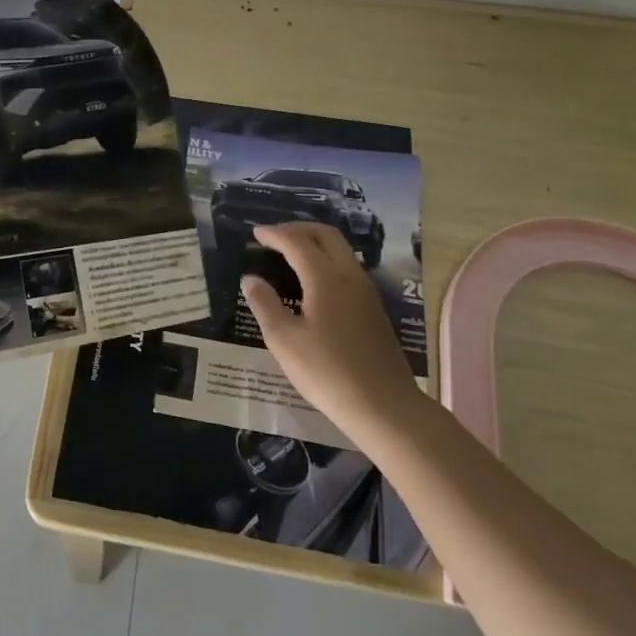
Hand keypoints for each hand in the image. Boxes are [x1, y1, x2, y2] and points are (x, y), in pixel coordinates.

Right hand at [242, 222, 419, 435]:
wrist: (384, 406)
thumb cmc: (327, 372)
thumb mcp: (284, 341)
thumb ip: (264, 305)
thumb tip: (251, 279)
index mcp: (325, 279)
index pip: (297, 243)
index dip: (274, 234)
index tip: (255, 233)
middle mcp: (350, 277)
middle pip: (326, 236)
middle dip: (298, 229)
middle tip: (274, 237)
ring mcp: (366, 292)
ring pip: (341, 251)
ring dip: (315, 243)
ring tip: (290, 254)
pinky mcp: (373, 309)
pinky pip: (348, 268)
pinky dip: (327, 260)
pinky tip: (312, 281)